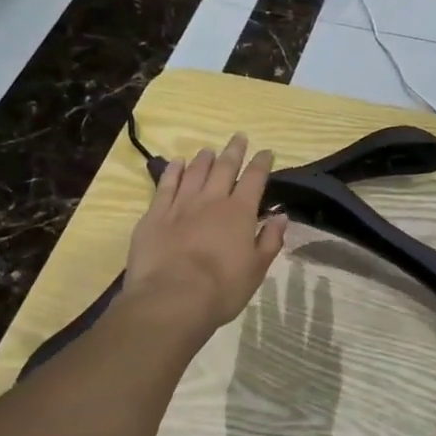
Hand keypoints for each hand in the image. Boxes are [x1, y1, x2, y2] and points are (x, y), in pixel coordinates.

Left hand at [123, 134, 289, 330]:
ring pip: (195, 172)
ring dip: (204, 158)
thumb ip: (270, 240)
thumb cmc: (221, 289)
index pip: (254, 179)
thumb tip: (280, 216)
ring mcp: (180, 205)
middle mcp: (211, 200)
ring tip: (209, 150)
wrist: (171, 299)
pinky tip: (176, 163)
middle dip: (234, 151)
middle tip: (239, 137)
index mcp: (240, 212)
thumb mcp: (256, 269)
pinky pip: (165, 185)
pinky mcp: (154, 215)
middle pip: (224, 168)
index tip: (266, 152)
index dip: (262, 163)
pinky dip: (173, 171)